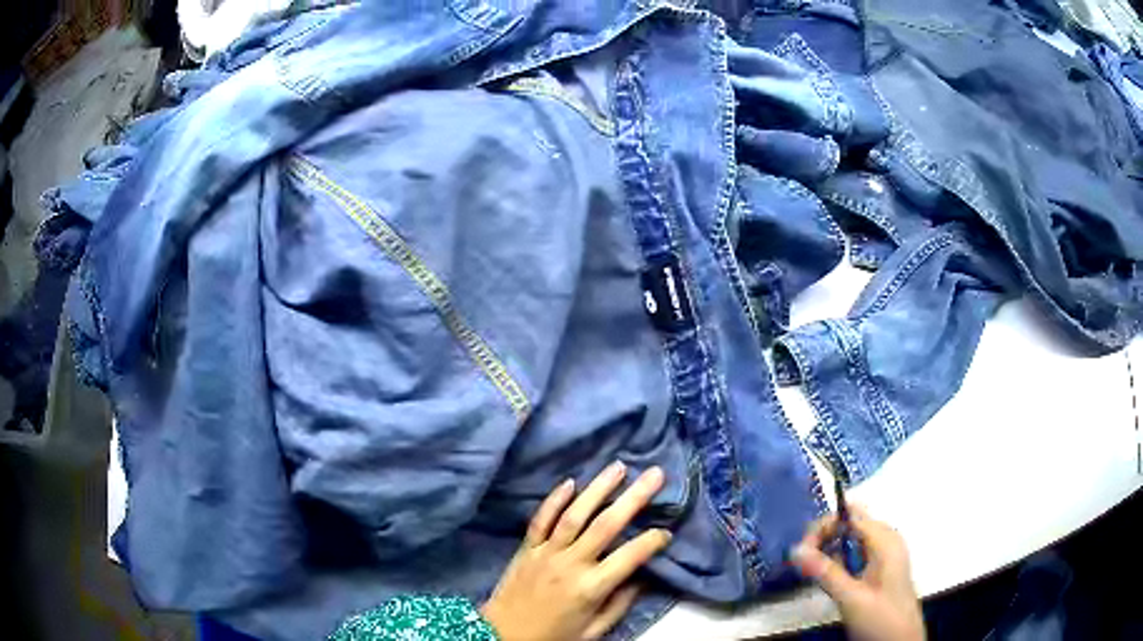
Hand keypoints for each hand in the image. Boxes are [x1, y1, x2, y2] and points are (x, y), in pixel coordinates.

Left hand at [482, 462, 670, 640]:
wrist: (502, 635)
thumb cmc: (553, 636)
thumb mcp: (593, 631)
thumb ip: (619, 604)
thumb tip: (643, 577)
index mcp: (591, 588)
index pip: (630, 556)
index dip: (652, 541)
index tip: (666, 531)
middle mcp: (571, 564)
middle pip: (606, 525)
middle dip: (635, 497)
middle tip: (656, 474)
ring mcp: (546, 552)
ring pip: (575, 514)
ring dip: (599, 488)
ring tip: (619, 466)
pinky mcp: (526, 548)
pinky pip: (541, 519)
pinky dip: (555, 499)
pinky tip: (570, 481)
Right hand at [791, 505, 924, 640]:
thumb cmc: (880, 618)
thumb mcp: (851, 598)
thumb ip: (826, 573)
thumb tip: (796, 549)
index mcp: (885, 541)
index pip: (850, 517)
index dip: (824, 527)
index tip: (801, 550)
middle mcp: (887, 541)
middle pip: (851, 523)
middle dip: (825, 537)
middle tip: (803, 562)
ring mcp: (885, 554)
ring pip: (852, 539)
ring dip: (830, 550)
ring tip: (812, 572)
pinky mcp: (881, 568)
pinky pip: (857, 553)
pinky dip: (840, 561)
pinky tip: (830, 578)